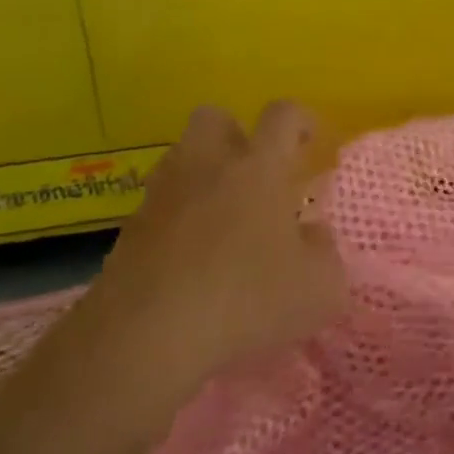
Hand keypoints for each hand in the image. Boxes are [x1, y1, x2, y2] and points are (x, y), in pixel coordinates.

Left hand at [0, 103, 346, 453]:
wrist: (143, 339)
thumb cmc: (245, 299)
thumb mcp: (318, 287)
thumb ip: (324, 253)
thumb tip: (313, 234)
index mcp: (259, 166)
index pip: (283, 114)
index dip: (302, 120)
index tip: (312, 143)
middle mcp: (208, 166)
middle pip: (214, 118)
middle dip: (236, 134)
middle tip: (256, 172)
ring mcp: (162, 197)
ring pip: (181, 160)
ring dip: (203, 176)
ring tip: (223, 219)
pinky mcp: (128, 233)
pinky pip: (160, 207)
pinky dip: (177, 221)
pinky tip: (192, 260)